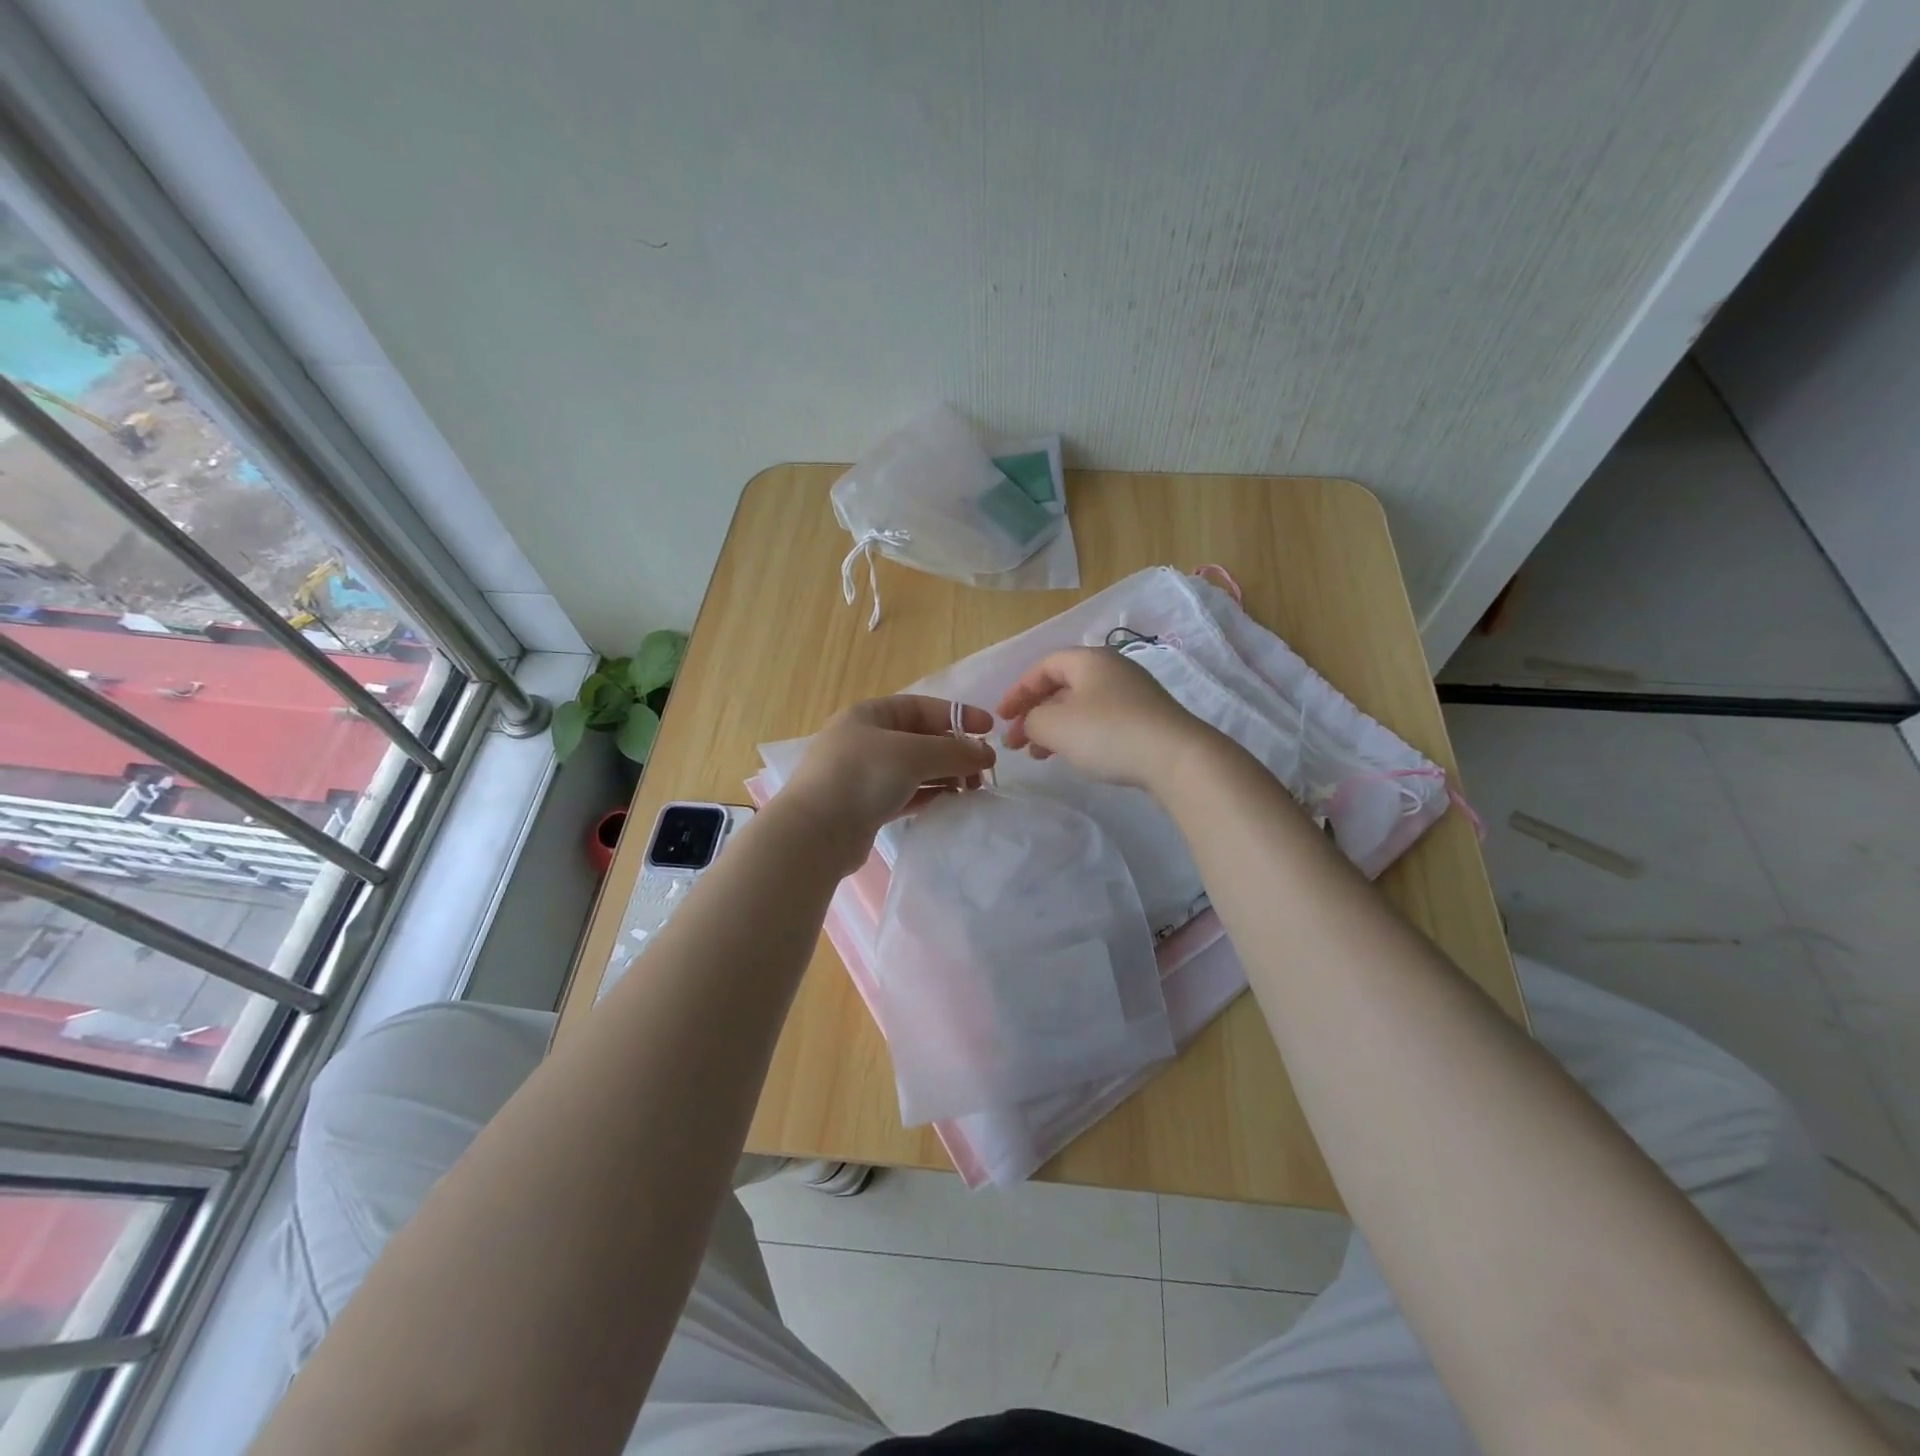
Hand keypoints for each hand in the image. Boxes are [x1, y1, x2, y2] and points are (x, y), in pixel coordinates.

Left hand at [782, 695, 996, 866]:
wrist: (816, 833)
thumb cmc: (863, 776)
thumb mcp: (913, 754)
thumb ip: (954, 750)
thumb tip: (987, 753)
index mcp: (869, 715)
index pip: (922, 707)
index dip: (957, 715)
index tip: (990, 729)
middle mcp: (864, 740)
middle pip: (920, 738)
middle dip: (955, 751)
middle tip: (983, 770)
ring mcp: (863, 774)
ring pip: (915, 769)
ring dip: (945, 775)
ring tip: (973, 789)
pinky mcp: (866, 806)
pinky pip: (906, 794)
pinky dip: (929, 795)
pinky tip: (950, 803)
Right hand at [997, 646, 1215, 792]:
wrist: (1177, 758)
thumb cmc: (1108, 733)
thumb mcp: (1054, 725)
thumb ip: (1031, 719)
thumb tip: (1033, 723)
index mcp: (1090, 659)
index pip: (1044, 666)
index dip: (1017, 691)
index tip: (1001, 717)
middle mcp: (1113, 669)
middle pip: (1062, 686)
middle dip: (1034, 713)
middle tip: (1016, 741)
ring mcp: (1133, 694)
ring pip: (1081, 706)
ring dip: (1054, 728)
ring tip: (1038, 755)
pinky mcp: (1146, 720)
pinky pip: (1101, 721)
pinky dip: (1078, 735)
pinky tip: (1072, 756)